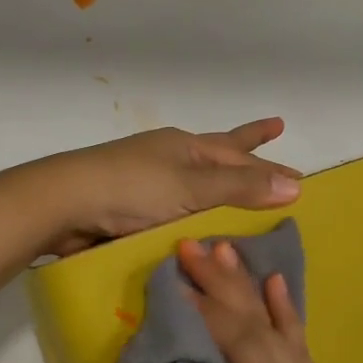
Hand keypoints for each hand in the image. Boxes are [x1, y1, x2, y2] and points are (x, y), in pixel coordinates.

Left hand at [39, 119, 301, 256]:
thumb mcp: (191, 188)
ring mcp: (147, 182)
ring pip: (195, 183)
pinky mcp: (129, 208)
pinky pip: (174, 209)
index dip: (269, 163)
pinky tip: (199, 226)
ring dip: (220, 185)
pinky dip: (192, 214)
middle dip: (248, 152)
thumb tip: (296, 185)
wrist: (62, 205)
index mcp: (185, 148)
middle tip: (275, 136)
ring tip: (242, 189)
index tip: (300, 173)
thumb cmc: (131, 189)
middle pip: (218, 155)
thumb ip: (240, 189)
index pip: (239, 153)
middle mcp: (169, 159)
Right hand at [178, 238, 362, 362]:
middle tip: (193, 246)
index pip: (244, 347)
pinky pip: (298, 354)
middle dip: (226, 286)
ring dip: (252, 290)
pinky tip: (275, 288)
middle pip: (263, 330)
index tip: (180, 272)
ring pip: (283, 334)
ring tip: (226, 251)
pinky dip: (285, 316)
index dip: (210, 307)